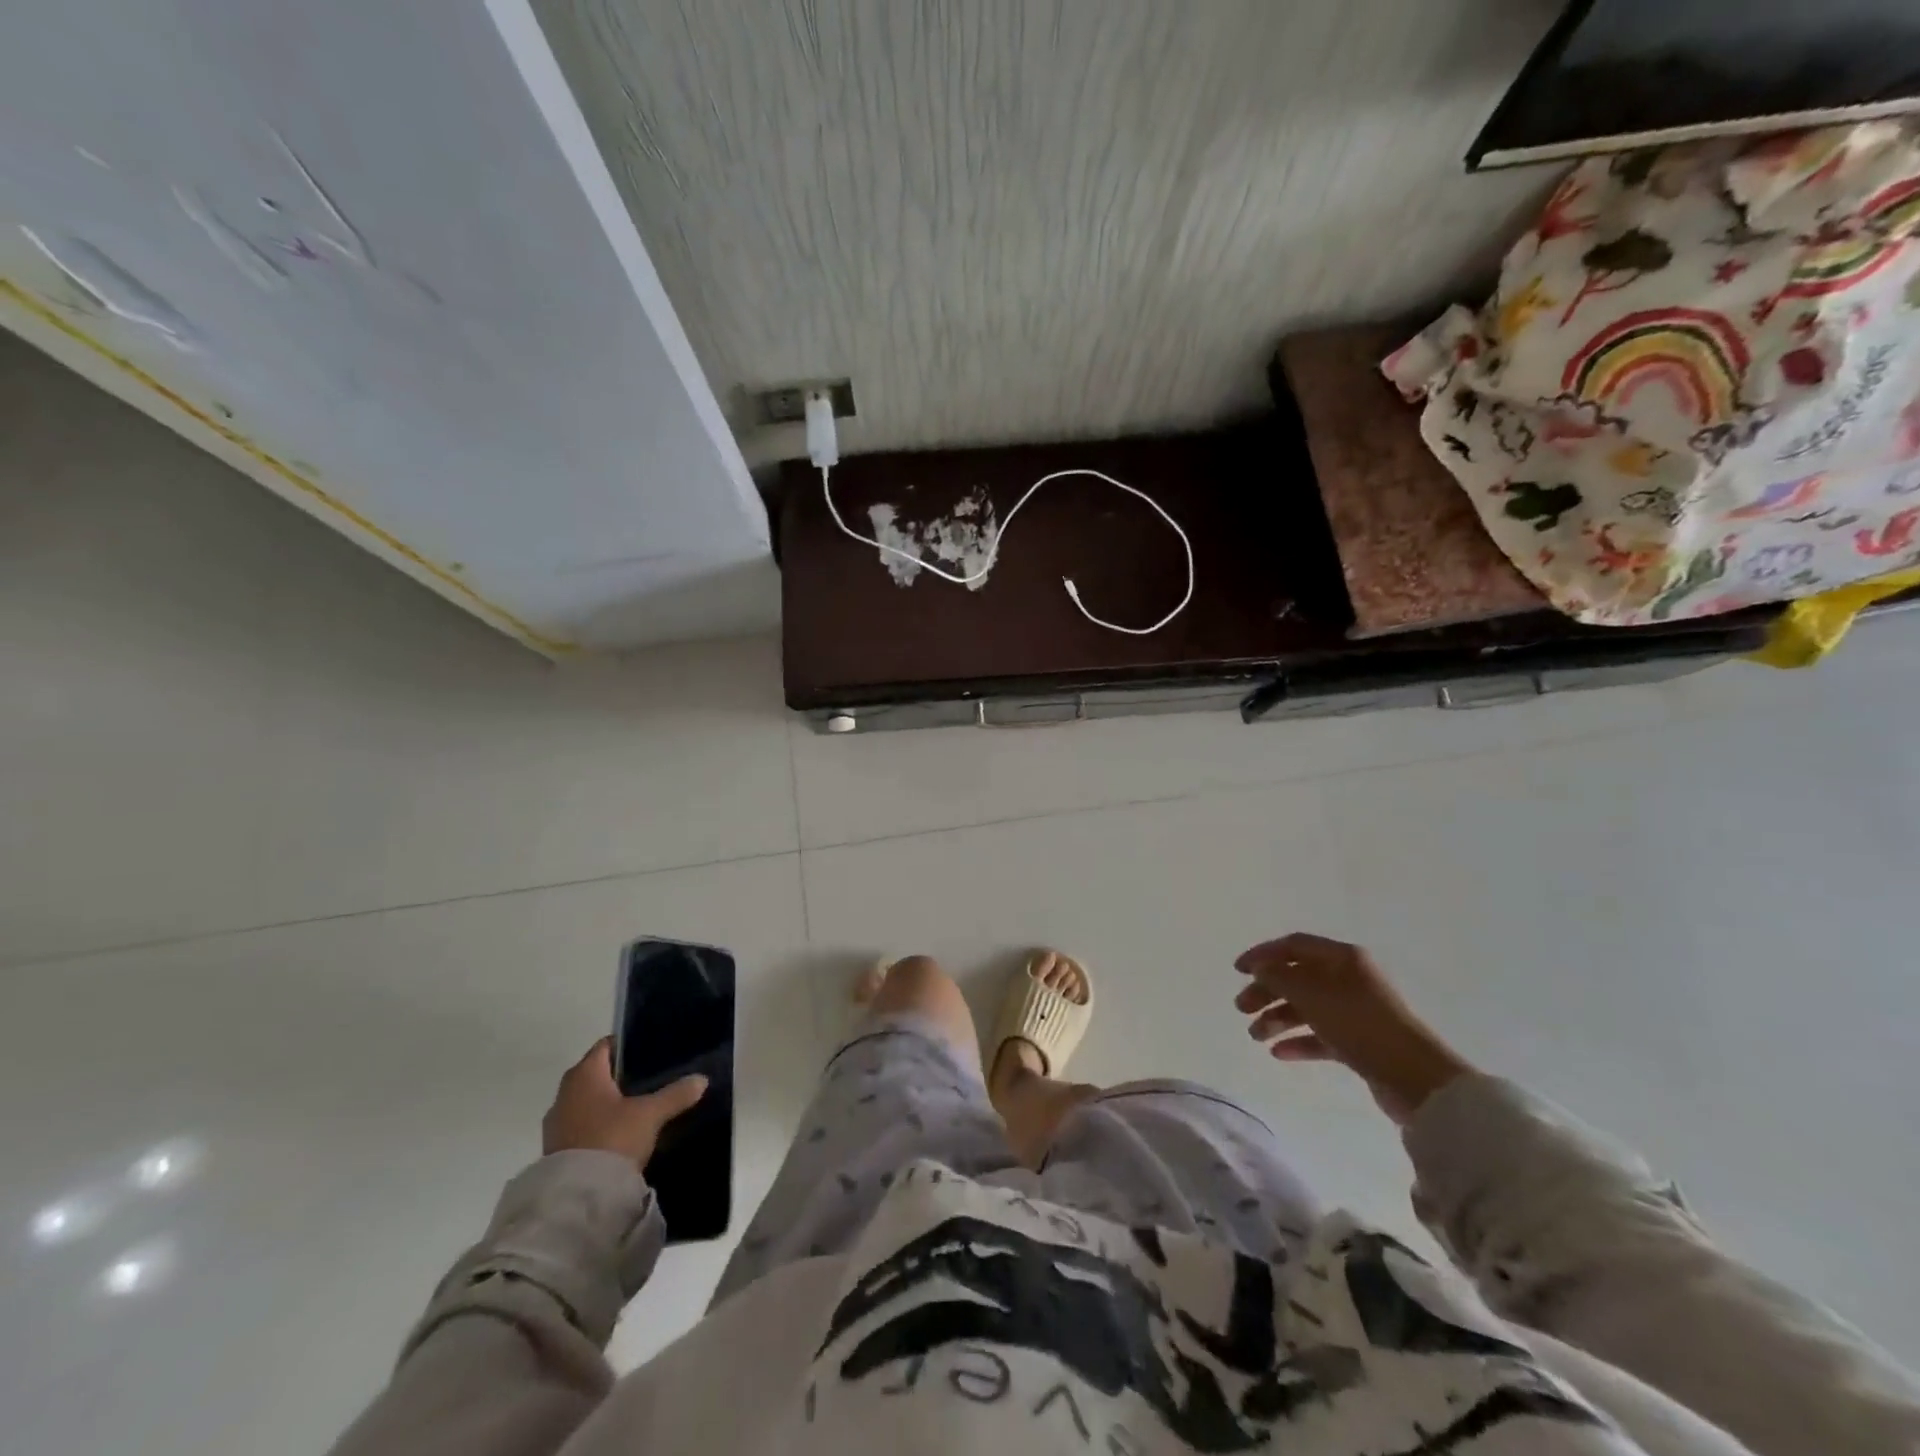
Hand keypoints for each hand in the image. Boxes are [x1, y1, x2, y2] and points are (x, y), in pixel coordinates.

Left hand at [542, 1038, 708, 1168]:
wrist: (577, 1196)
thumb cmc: (612, 1138)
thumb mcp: (651, 1114)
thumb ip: (676, 1094)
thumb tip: (702, 1080)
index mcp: (585, 1074)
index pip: (606, 1046)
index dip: (627, 1045)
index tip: (649, 1051)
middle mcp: (565, 1092)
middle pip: (595, 1073)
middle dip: (619, 1076)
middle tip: (648, 1079)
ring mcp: (556, 1122)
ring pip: (586, 1101)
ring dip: (605, 1103)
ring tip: (636, 1108)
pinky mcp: (554, 1149)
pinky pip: (580, 1125)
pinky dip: (597, 1124)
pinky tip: (618, 1134)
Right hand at [1234, 933, 1472, 1124]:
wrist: (1415, 1078)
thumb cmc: (1359, 1023)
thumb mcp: (1312, 994)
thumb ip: (1279, 976)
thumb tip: (1260, 967)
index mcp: (1342, 958)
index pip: (1294, 946)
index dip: (1263, 954)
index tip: (1238, 971)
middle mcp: (1349, 979)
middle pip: (1298, 977)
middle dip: (1266, 991)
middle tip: (1241, 1008)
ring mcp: (1355, 1011)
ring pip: (1307, 1007)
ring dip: (1278, 1018)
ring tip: (1255, 1036)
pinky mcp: (1360, 1042)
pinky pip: (1321, 1035)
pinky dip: (1299, 1041)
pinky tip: (1279, 1053)